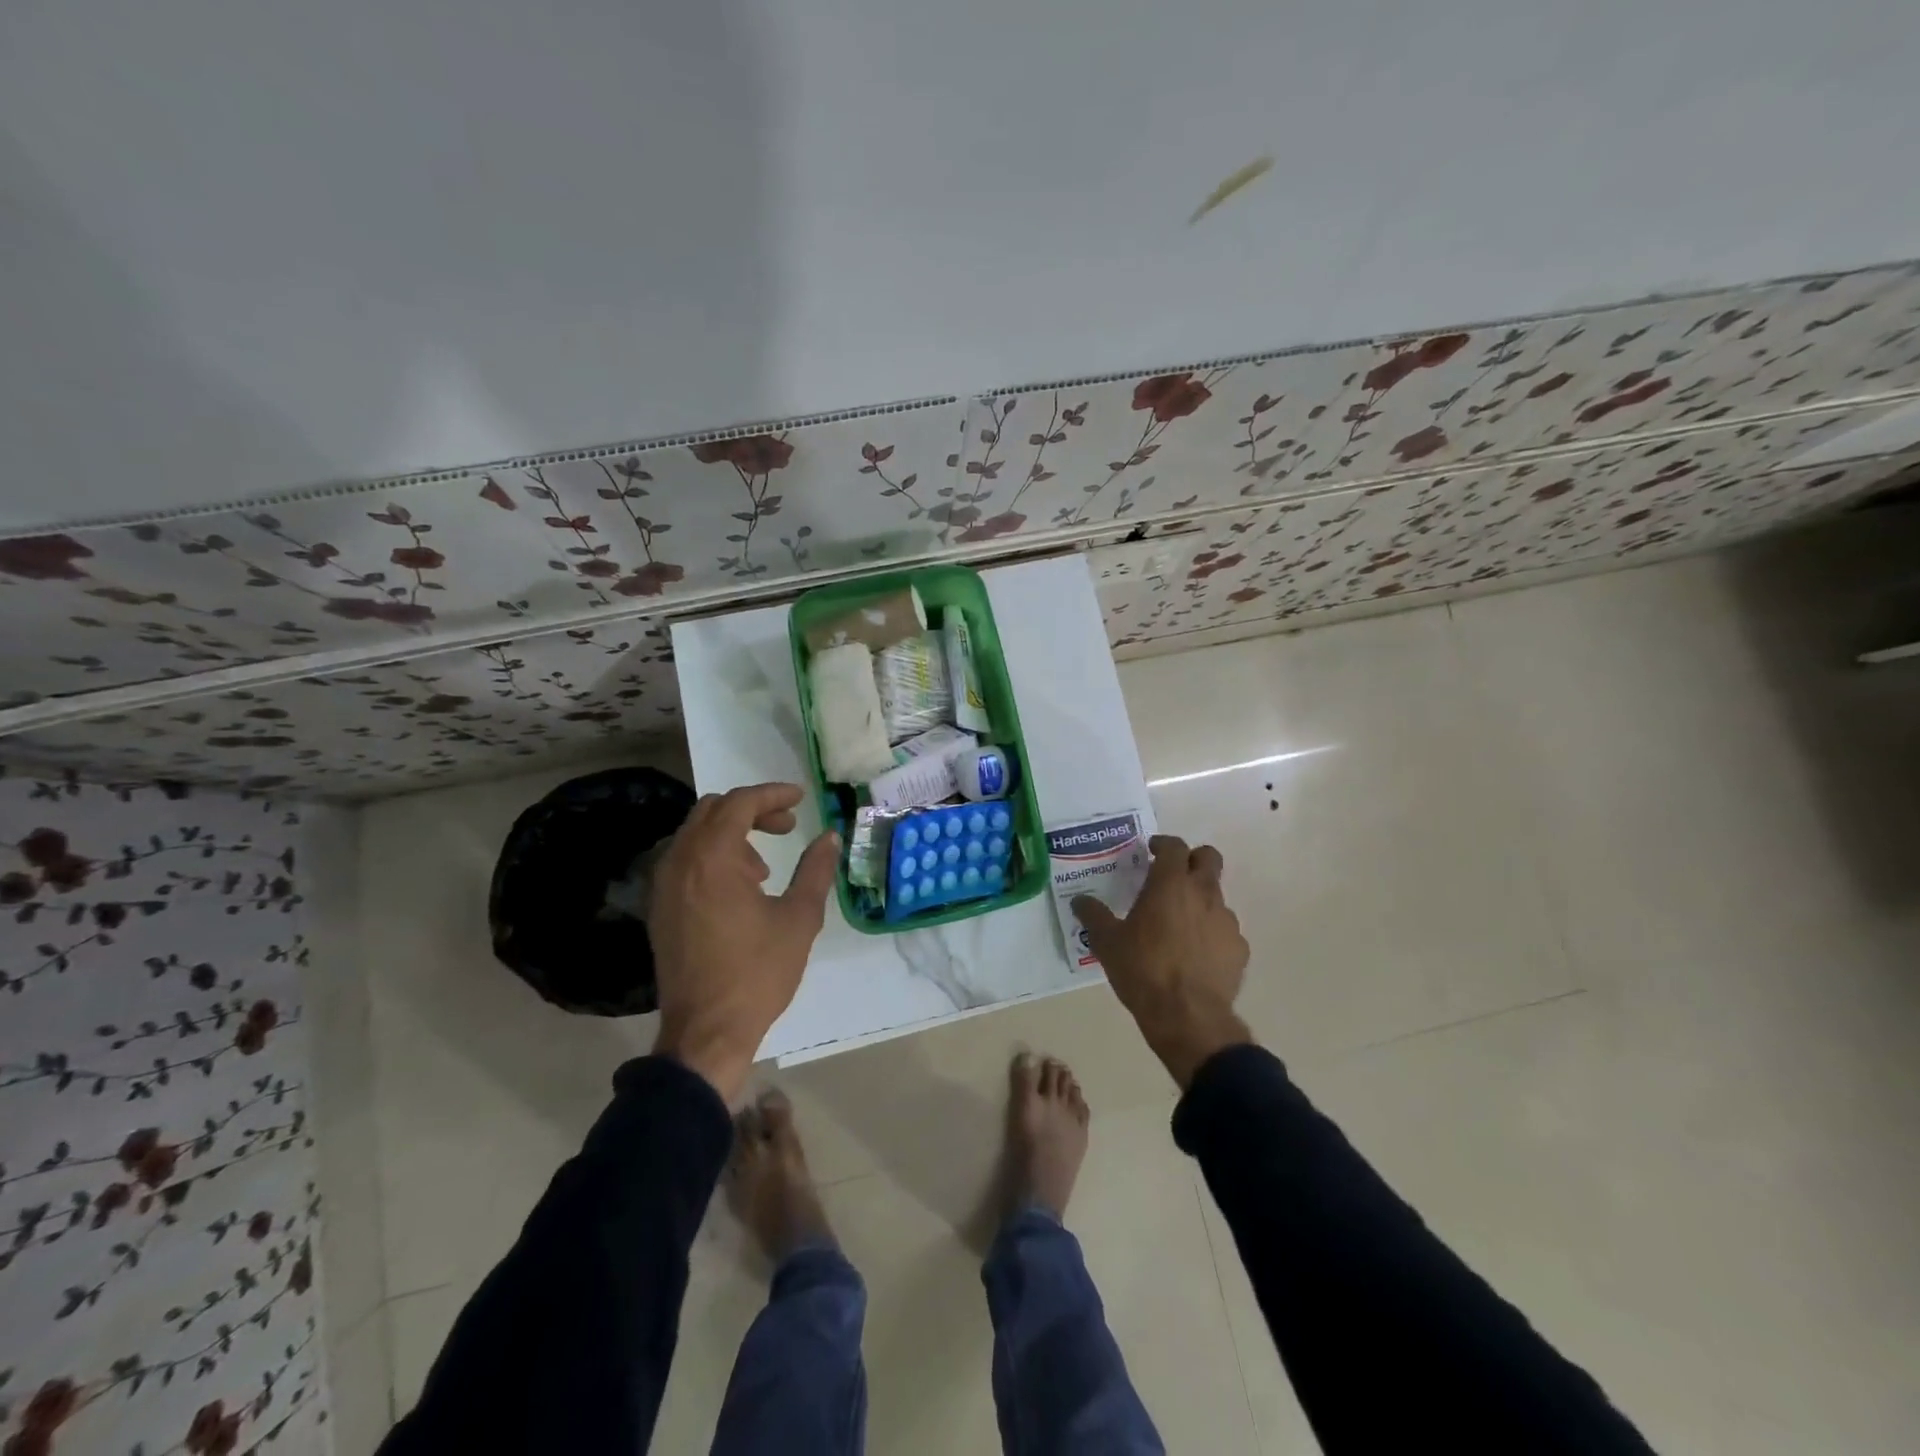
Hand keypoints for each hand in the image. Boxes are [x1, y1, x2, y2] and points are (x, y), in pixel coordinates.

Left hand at [648, 783, 839, 1102]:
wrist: (705, 1033)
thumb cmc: (757, 973)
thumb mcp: (799, 919)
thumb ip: (815, 870)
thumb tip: (830, 838)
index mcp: (713, 858)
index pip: (740, 803)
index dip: (773, 794)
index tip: (801, 798)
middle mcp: (680, 862)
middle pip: (713, 810)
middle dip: (753, 809)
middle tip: (788, 825)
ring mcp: (663, 886)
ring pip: (696, 834)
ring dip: (732, 834)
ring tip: (765, 866)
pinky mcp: (660, 908)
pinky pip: (685, 860)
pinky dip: (713, 856)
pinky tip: (739, 888)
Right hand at [1073, 835, 1252, 1087]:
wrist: (1187, 1016)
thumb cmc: (1143, 970)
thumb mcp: (1107, 942)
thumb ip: (1093, 916)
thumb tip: (1080, 901)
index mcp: (1171, 884)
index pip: (1174, 846)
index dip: (1163, 844)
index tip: (1152, 850)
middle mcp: (1204, 894)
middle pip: (1208, 858)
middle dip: (1193, 859)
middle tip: (1172, 875)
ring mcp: (1227, 921)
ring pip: (1217, 896)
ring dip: (1200, 900)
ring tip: (1179, 924)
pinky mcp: (1240, 949)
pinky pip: (1225, 930)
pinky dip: (1211, 933)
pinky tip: (1196, 954)